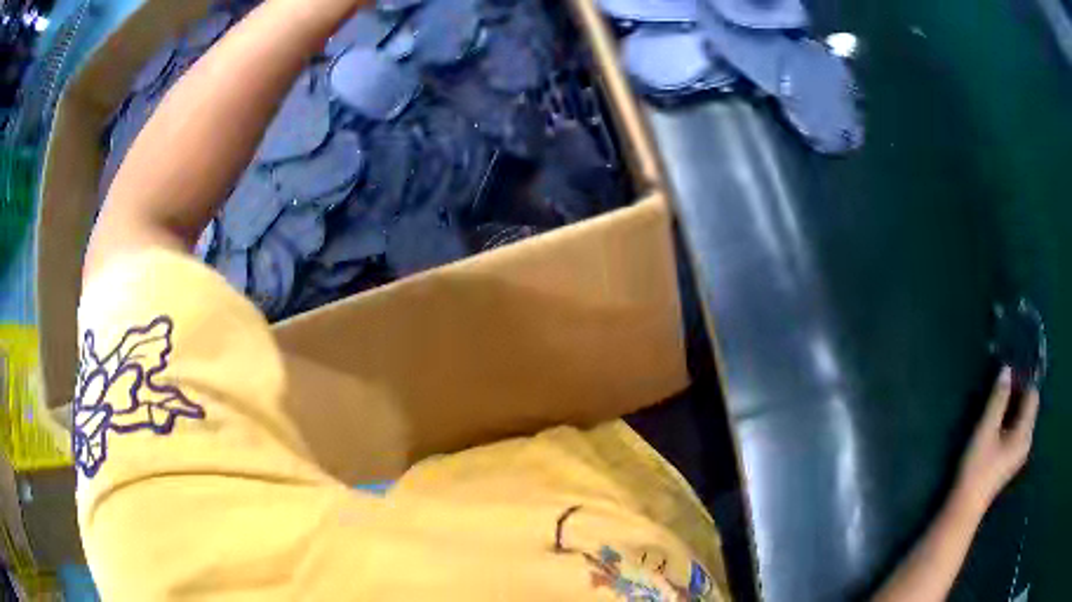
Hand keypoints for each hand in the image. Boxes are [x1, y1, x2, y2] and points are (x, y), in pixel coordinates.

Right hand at [955, 367, 1039, 513]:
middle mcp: (1027, 441)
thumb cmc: (977, 468)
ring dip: (1012, 408)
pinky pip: (1017, 430)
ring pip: (1022, 418)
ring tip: (996, 408)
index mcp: (1025, 433)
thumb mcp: (986, 430)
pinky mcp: (1012, 459)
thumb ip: (998, 399)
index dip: (1022, 382)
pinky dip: (1010, 422)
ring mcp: (1020, 452)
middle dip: (1017, 395)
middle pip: (1029, 406)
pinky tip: (996, 427)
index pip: (1032, 395)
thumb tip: (1006, 369)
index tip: (1006, 379)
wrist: (965, 507)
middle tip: (999, 392)